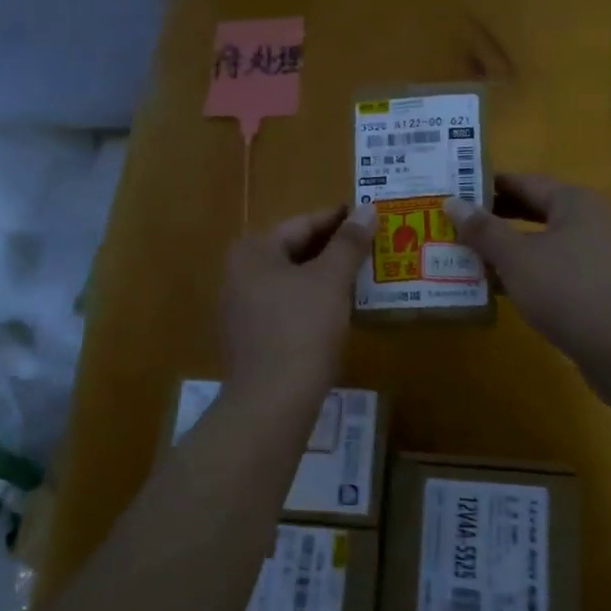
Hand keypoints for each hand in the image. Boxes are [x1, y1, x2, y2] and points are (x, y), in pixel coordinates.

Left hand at [221, 204, 375, 412]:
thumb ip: (349, 242)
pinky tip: (339, 308)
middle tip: (371, 245)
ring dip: (325, 275)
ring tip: (362, 274)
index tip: (369, 216)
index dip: (339, 219)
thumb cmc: (302, 330)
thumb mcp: (331, 280)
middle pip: (294, 250)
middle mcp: (239, 273)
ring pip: (292, 280)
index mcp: (253, 251)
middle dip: (333, 248)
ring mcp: (242, 308)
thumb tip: (367, 209)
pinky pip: (287, 306)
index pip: (303, 224)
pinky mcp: (251, 337)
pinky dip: (313, 300)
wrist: (272, 402)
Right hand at [446, 174, 610, 369]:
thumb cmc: (567, 289)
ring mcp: (601, 256)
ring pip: (545, 244)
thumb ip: (483, 230)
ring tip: (470, 258)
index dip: (488, 186)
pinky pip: (557, 271)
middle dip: (497, 220)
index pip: (524, 182)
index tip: (455, 192)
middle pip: (536, 212)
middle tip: (456, 225)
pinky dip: (530, 274)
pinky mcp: (602, 288)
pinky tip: (503, 290)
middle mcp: (592, 221)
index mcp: (574, 202)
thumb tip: (452, 202)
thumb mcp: (516, 258)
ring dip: (510, 251)